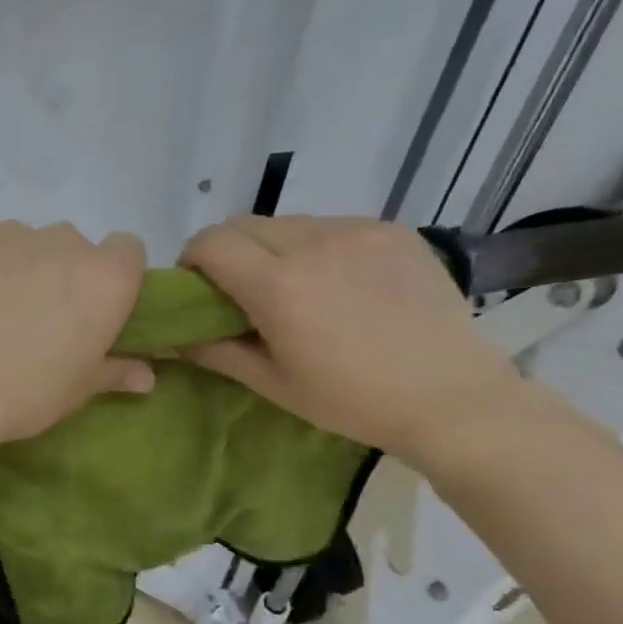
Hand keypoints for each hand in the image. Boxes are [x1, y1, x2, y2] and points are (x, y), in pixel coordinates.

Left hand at [0, 222, 153, 463]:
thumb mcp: (76, 390)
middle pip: (72, 248)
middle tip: (37, 322)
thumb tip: (146, 375)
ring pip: (23, 245)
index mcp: (103, 277)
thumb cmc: (22, 393)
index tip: (95, 310)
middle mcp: (60, 242)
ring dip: (16, 270)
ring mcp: (6, 234)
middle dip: (61, 275)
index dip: (115, 278)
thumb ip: (115, 371)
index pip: (128, 251)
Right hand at [179, 216, 531, 462]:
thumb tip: (171, 336)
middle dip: (228, 252)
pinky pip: (332, 227)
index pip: (210, 242)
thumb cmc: (351, 400)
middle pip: (243, 224)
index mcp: (278, 285)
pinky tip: (341, 285)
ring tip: (298, 290)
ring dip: (273, 248)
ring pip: (288, 223)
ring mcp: (357, 230)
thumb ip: (215, 350)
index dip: (192, 261)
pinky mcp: (391, 230)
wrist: (451, 396)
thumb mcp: (272, 384)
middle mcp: (314, 243)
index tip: (199, 290)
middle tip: (241, 292)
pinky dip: (317, 248)